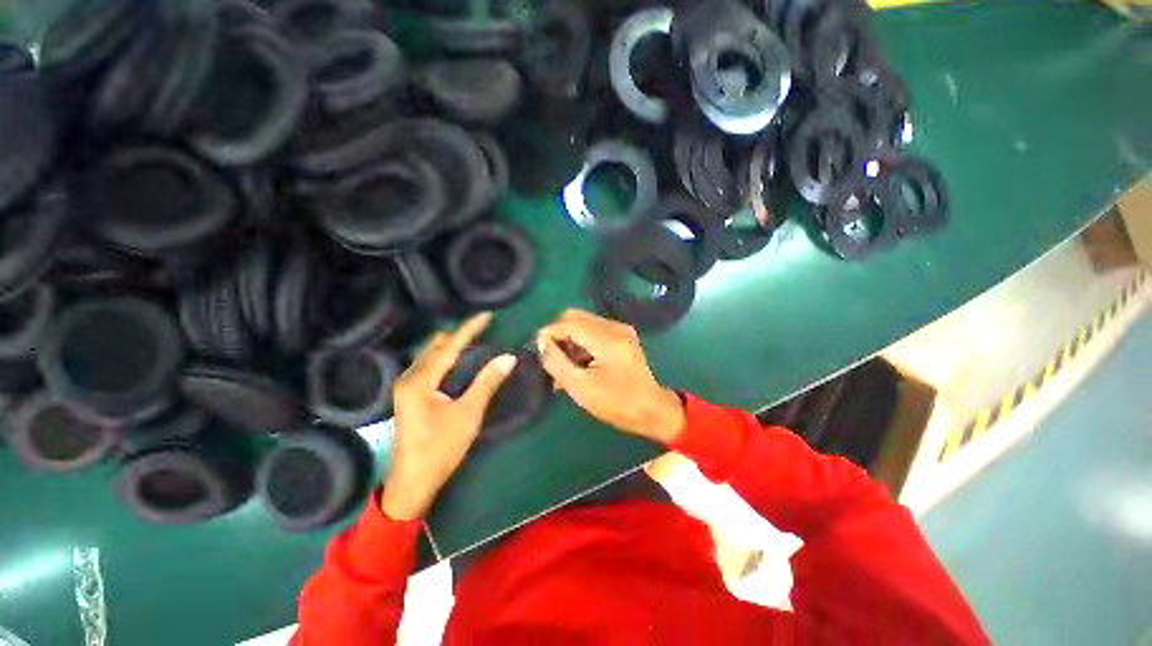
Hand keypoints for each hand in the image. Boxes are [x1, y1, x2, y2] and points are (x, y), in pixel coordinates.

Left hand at [382, 313, 516, 520]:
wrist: (413, 483)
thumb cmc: (440, 449)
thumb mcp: (468, 414)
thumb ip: (487, 382)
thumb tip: (508, 358)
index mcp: (420, 381)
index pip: (449, 346)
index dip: (469, 329)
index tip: (487, 315)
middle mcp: (409, 378)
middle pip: (436, 346)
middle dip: (459, 335)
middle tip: (484, 329)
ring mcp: (407, 386)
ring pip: (431, 355)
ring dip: (452, 345)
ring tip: (476, 340)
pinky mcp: (410, 395)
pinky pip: (430, 365)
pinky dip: (446, 357)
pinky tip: (460, 360)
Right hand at [536, 309, 683, 444]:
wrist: (652, 410)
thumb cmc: (616, 403)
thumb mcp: (580, 387)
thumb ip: (556, 362)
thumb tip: (542, 343)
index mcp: (607, 339)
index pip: (569, 322)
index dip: (549, 333)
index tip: (538, 351)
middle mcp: (615, 327)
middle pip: (575, 317)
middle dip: (558, 335)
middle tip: (551, 358)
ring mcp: (620, 330)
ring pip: (583, 324)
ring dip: (569, 341)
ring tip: (562, 369)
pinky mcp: (622, 337)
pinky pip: (593, 332)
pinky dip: (581, 345)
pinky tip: (576, 366)